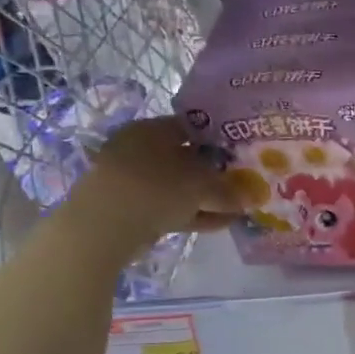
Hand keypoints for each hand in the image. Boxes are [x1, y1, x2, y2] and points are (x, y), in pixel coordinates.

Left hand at [57, 117, 238, 262]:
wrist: (104, 226)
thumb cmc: (157, 188)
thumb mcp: (203, 186)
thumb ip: (229, 190)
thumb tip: (250, 197)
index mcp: (152, 129)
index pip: (192, 127)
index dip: (220, 139)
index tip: (242, 152)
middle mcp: (140, 149)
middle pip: (186, 158)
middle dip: (215, 172)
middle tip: (243, 182)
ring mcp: (134, 180)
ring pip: (179, 186)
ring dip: (207, 198)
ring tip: (237, 208)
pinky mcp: (131, 208)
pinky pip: (170, 206)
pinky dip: (193, 213)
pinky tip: (219, 224)